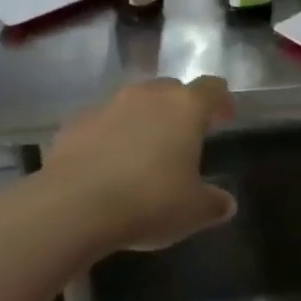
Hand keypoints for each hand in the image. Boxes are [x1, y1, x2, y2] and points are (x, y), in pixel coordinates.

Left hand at [45, 76, 235, 251]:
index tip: (224, 119)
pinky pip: (102, 122)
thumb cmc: (148, 201)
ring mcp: (108, 105)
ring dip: (143, 120)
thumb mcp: (193, 211)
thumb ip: (214, 203)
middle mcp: (148, 96)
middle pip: (171, 89)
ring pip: (134, 103)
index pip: (212, 88)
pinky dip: (110, 136)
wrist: (74, 206)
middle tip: (184, 136)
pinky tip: (107, 163)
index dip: (221, 101)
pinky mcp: (76, 122)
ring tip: (144, 151)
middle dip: (180, 108)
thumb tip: (226, 204)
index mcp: (185, 108)